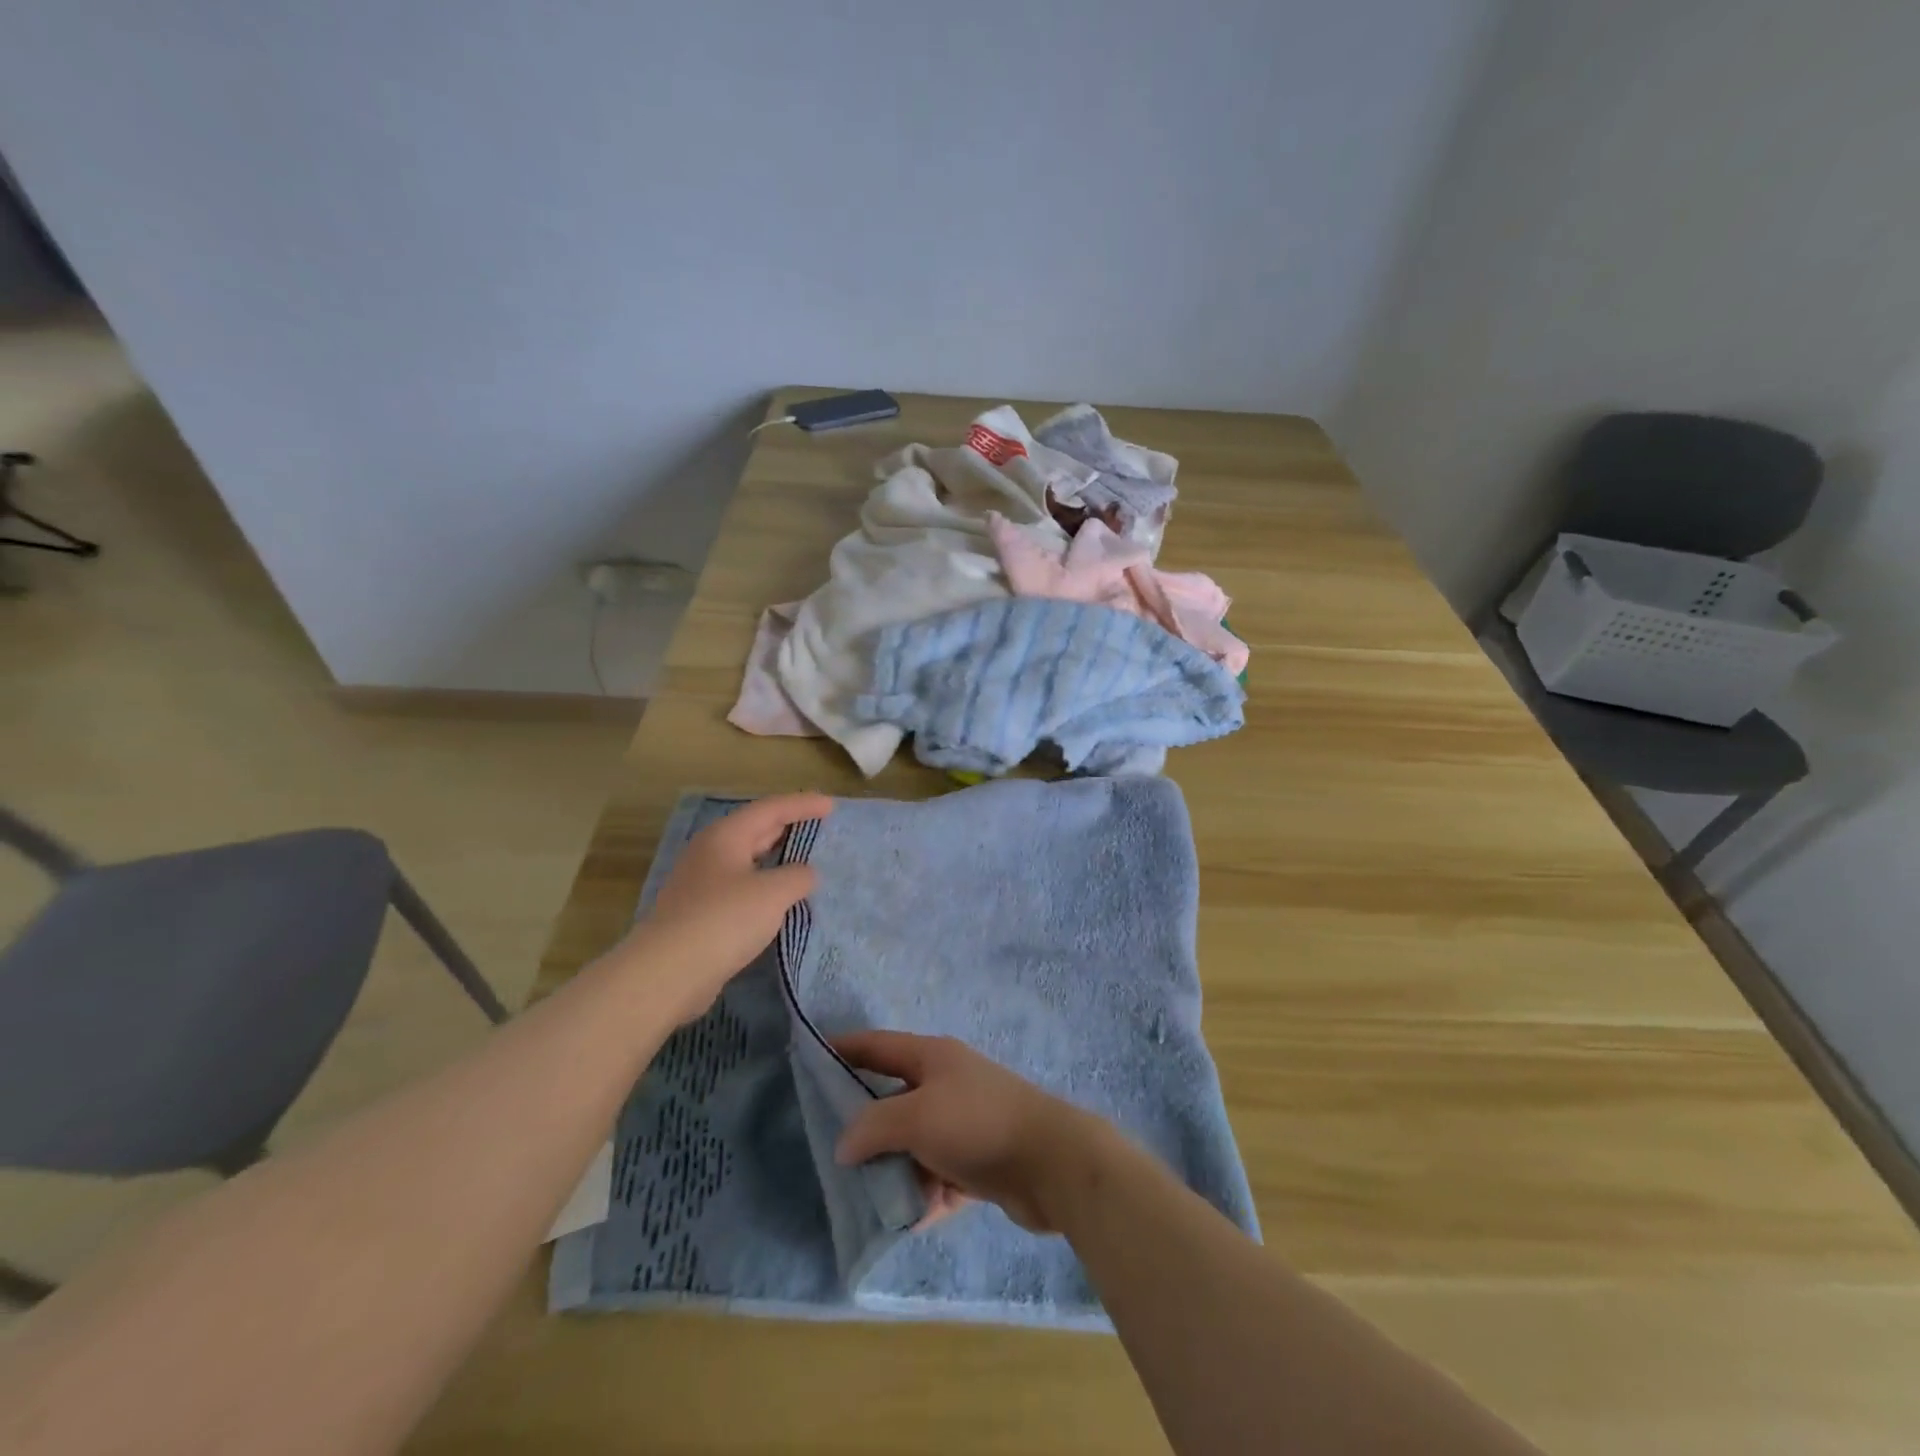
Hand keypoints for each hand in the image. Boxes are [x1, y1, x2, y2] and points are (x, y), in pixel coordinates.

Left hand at [626, 792, 831, 1022]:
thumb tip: (804, 874)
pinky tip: (778, 900)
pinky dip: (763, 885)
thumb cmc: (724, 919)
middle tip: (819, 828)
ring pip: (746, 860)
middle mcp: (710, 852)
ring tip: (804, 861)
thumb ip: (798, 876)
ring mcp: (701, 883)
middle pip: (755, 829)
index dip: (803, 805)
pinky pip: (740, 886)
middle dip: (788, 826)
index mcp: (726, 836)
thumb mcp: (773, 893)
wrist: (667, 972)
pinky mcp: (699, 912)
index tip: (831, 806)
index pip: (771, 809)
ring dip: (775, 858)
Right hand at [831, 1031, 1101, 1232]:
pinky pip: (938, 1177)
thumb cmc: (977, 1124)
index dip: (844, 1048)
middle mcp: (946, 1084)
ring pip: (913, 1145)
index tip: (810, 1057)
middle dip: (864, 1126)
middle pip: (893, 1100)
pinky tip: (909, 1219)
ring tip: (866, 1199)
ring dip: (893, 1170)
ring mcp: (964, 1124)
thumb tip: (845, 1145)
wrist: (1051, 1163)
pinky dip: (923, 1195)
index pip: (878, 1046)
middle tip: (830, 1150)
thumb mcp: (916, 1117)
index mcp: (932, 1058)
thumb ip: (873, 1126)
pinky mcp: (979, 1163)